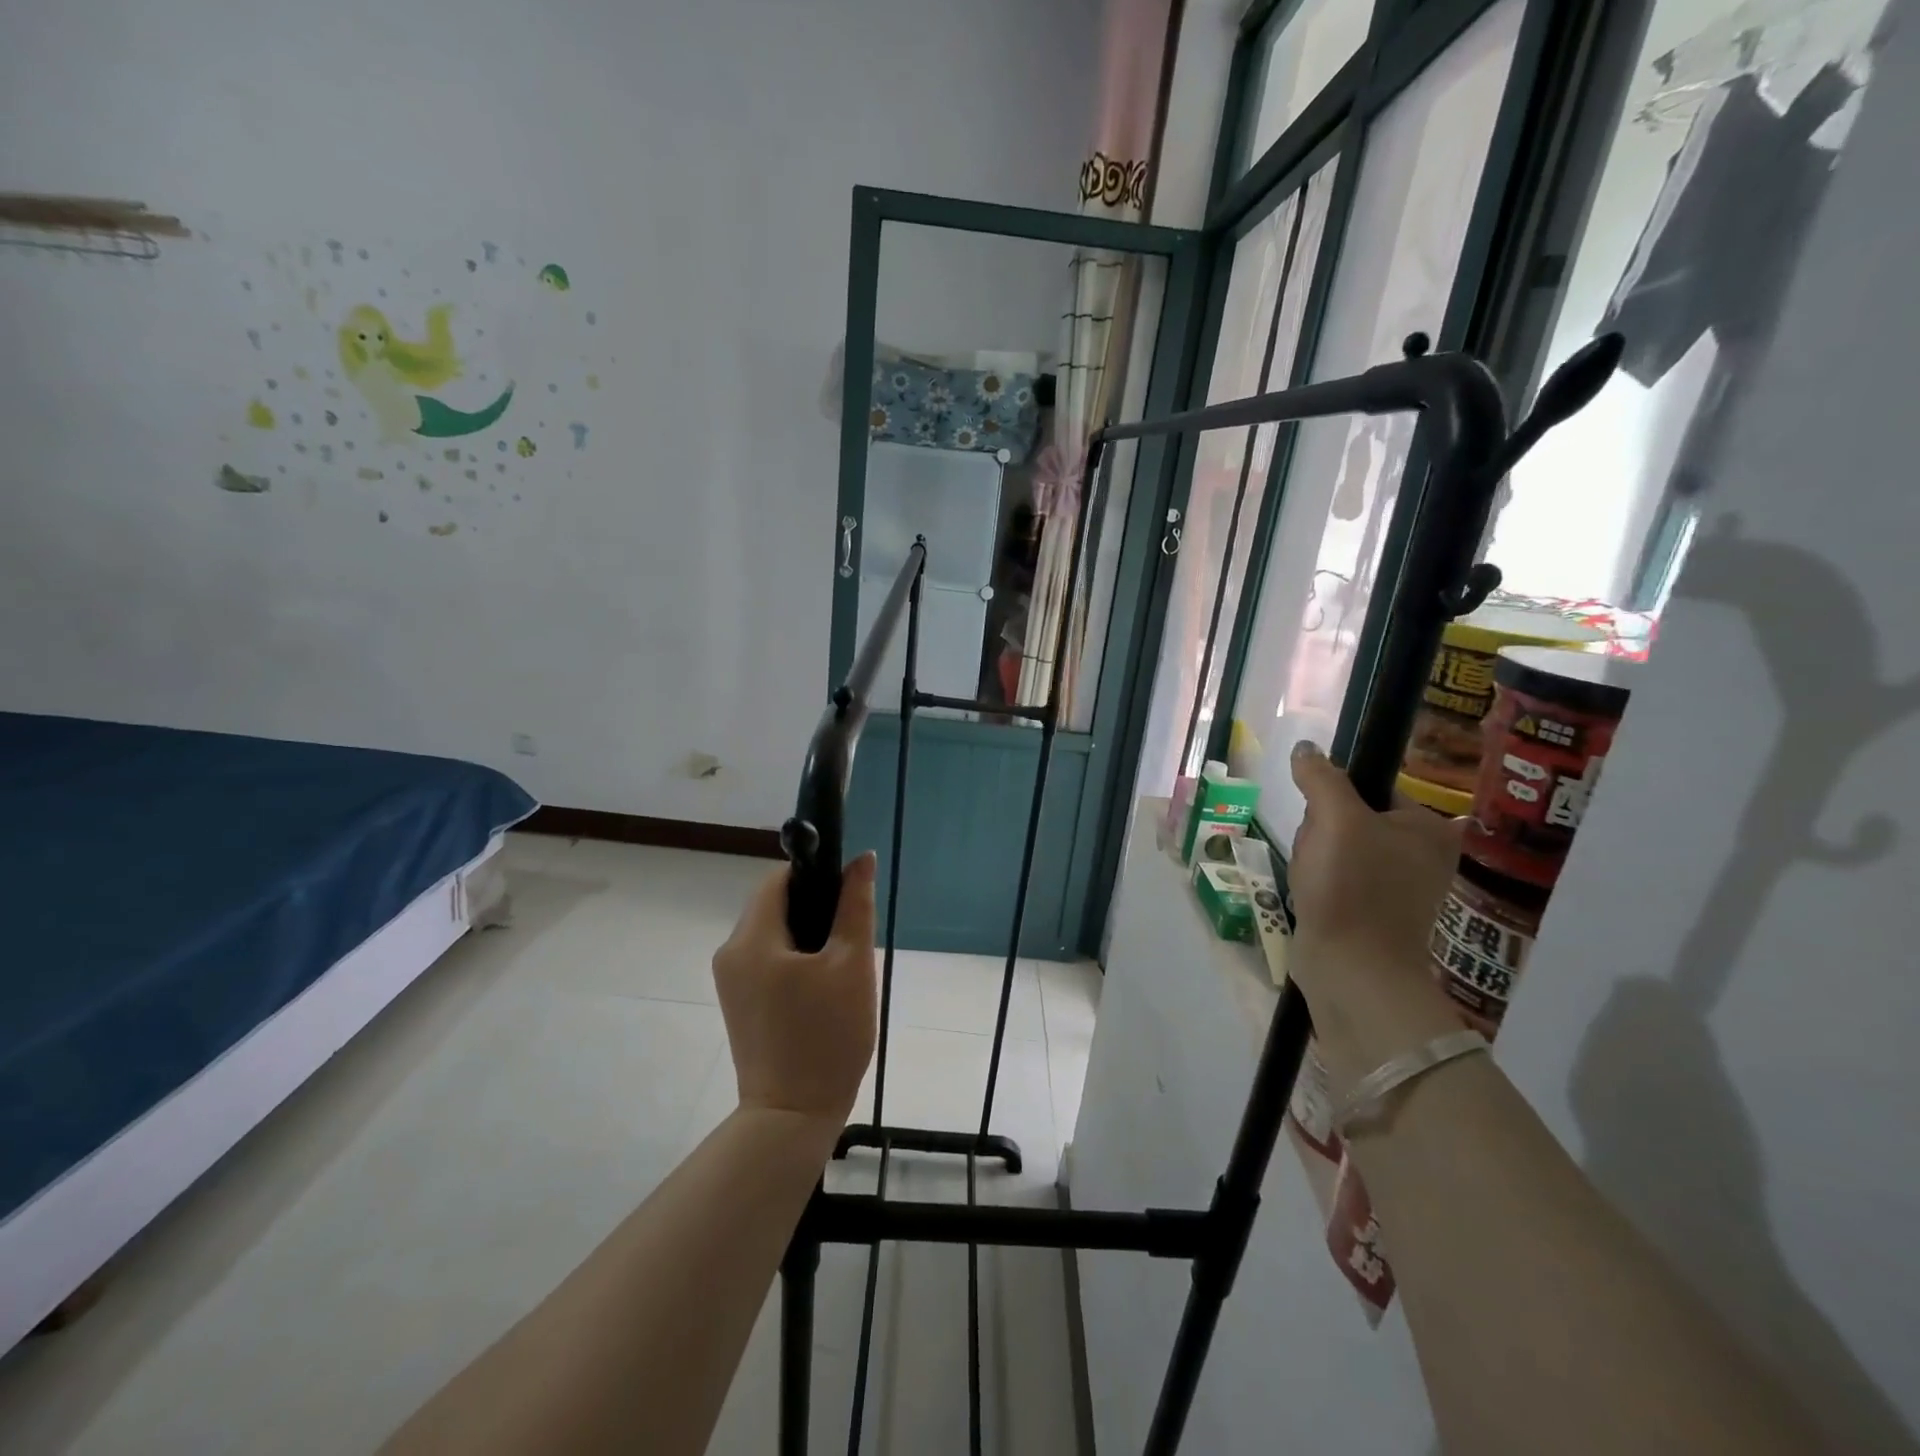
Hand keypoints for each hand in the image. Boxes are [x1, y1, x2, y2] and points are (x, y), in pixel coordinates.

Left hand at [712, 854, 877, 1129]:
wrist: (793, 1118)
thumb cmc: (827, 1037)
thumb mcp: (852, 965)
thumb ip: (855, 906)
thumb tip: (862, 859)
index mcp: (752, 939)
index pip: (779, 879)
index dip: (815, 874)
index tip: (847, 893)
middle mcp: (731, 953)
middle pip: (774, 905)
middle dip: (815, 908)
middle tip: (850, 936)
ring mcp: (731, 980)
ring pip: (773, 933)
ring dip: (807, 935)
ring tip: (841, 965)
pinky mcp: (739, 1002)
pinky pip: (767, 960)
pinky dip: (795, 959)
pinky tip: (822, 986)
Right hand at [1287, 741, 1464, 1087]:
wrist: (1352, 969)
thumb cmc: (1352, 887)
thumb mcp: (1334, 818)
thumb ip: (1321, 777)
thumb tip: (1306, 748)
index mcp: (1430, 828)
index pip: (1371, 788)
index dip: (1335, 798)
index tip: (1323, 821)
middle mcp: (1424, 855)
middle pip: (1352, 817)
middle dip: (1321, 831)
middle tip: (1318, 854)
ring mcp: (1400, 888)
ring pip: (1339, 849)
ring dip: (1315, 857)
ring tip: (1313, 879)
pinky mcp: (1375, 913)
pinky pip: (1338, 879)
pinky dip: (1320, 883)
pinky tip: (1313, 895)